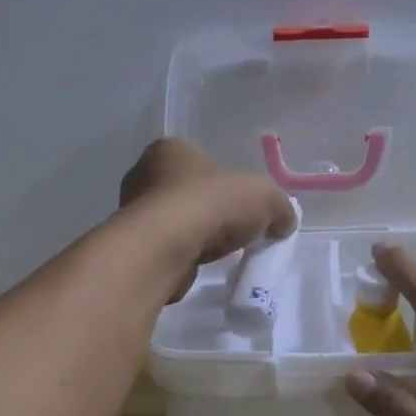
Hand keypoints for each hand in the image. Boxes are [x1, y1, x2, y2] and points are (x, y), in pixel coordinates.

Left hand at [119, 138, 294, 300]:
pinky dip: (179, 256)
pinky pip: (163, 248)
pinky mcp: (132, 246)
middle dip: (208, 210)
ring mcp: (132, 211)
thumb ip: (279, 206)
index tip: (241, 205)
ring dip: (192, 235)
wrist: (164, 249)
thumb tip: (283, 222)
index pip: (200, 160)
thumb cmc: (210, 205)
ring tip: (215, 252)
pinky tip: (194, 266)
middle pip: (186, 191)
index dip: (224, 182)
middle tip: (232, 230)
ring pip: (172, 221)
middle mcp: (143, 174)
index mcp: (170, 149)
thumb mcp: (264, 196)